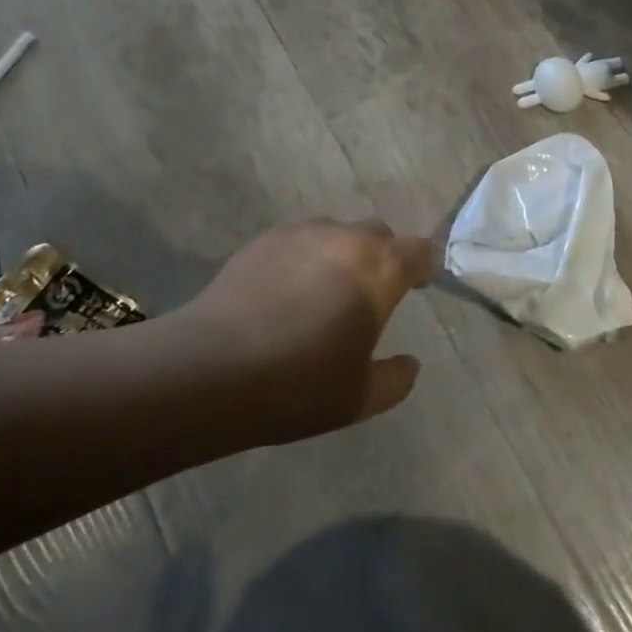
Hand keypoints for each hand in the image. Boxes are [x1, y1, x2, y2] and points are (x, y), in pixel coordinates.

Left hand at [186, 218, 429, 446]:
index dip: (421, 267)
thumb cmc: (298, 384)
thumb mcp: (359, 398)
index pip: (418, 250)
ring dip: (341, 255)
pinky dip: (302, 259)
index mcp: (379, 270)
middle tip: (368, 294)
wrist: (210, 369)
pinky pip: (296, 242)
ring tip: (322, 292)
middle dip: (382, 257)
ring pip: (335, 233)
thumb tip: (410, 364)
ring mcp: (300, 234)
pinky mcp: (261, 241)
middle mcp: (345, 239)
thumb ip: (395, 379)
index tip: (416, 287)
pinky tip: (283, 294)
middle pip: (378, 233)